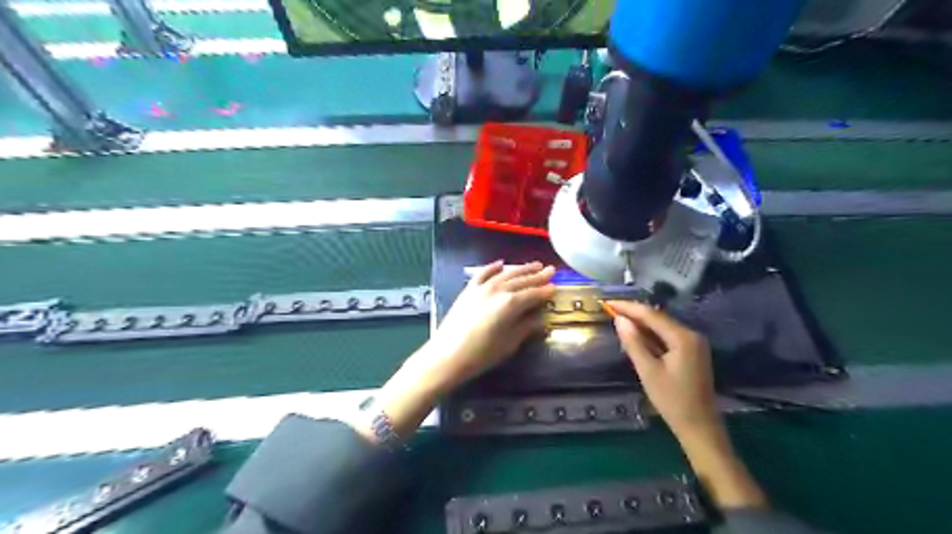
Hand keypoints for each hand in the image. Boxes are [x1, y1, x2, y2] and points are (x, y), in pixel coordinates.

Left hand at [365, 261, 555, 439]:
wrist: (447, 355)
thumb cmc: (481, 354)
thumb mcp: (509, 343)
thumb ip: (526, 327)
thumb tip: (541, 319)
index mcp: (510, 304)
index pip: (533, 294)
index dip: (545, 291)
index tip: (556, 287)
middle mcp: (497, 290)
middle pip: (521, 281)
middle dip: (537, 276)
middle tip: (550, 269)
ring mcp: (481, 288)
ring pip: (505, 274)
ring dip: (520, 269)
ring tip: (534, 264)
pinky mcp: (468, 290)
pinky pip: (483, 273)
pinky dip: (493, 267)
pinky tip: (501, 264)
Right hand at [606, 301, 718, 442]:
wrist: (700, 427)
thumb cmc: (672, 400)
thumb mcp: (648, 371)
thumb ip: (633, 343)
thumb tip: (619, 319)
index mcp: (683, 337)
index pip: (651, 314)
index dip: (628, 307)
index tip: (607, 303)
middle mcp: (691, 335)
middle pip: (658, 318)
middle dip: (634, 313)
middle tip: (610, 310)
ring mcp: (693, 343)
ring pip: (662, 326)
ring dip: (641, 323)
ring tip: (618, 319)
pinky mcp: (691, 352)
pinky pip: (667, 336)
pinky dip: (651, 335)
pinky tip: (636, 335)